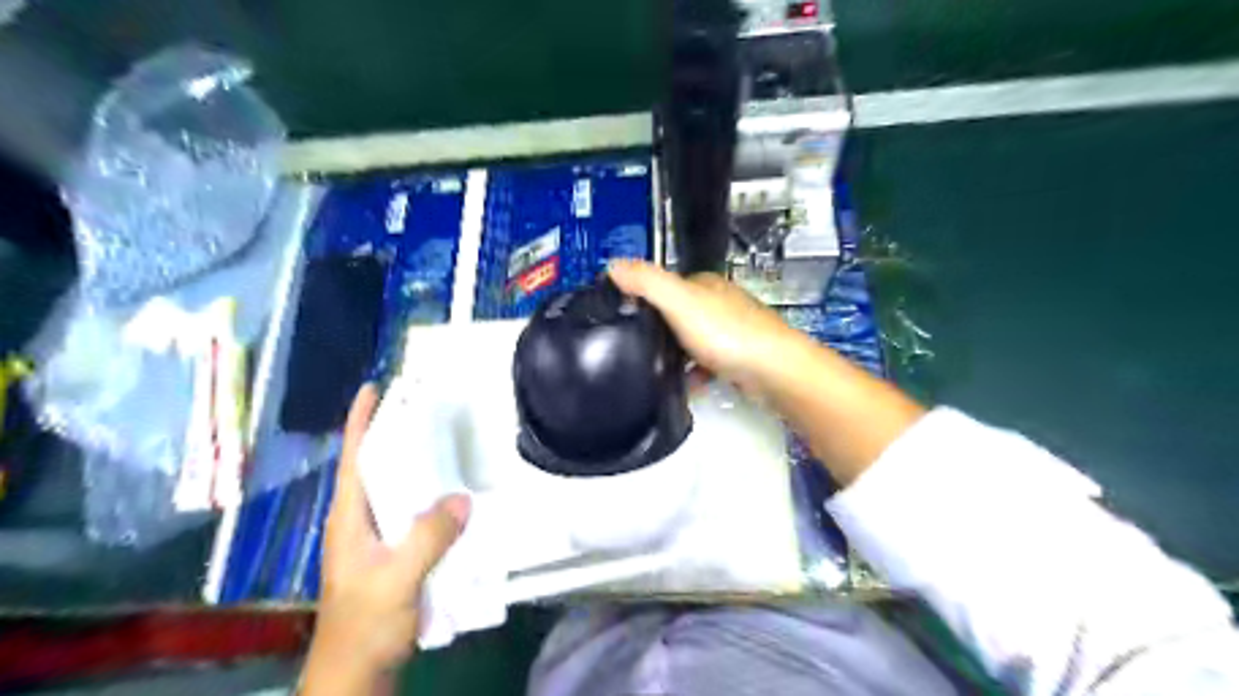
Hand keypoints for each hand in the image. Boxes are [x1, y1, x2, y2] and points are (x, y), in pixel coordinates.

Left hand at [303, 382, 468, 694]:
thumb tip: (461, 497)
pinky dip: (430, 493)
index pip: (354, 458)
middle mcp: (360, 520)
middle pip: (376, 465)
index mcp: (350, 518)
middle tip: (423, 404)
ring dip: (414, 461)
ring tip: (443, 437)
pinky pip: (413, 510)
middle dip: (393, 431)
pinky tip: (454, 492)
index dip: (361, 421)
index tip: (374, 387)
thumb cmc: (364, 625)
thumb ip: (427, 538)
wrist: (356, 673)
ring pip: (395, 487)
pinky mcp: (394, 552)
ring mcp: (376, 538)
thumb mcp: (396, 579)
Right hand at [609, 259, 803, 397]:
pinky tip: (685, 387)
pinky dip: (695, 376)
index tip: (624, 318)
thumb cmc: (727, 334)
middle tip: (637, 350)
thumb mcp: (679, 302)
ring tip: (657, 372)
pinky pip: (708, 365)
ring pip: (693, 341)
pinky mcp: (740, 358)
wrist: (773, 371)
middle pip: (680, 315)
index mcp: (706, 285)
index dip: (644, 298)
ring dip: (677, 356)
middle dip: (660, 332)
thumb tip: (613, 265)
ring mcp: (733, 331)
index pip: (666, 285)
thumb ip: (647, 282)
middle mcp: (721, 303)